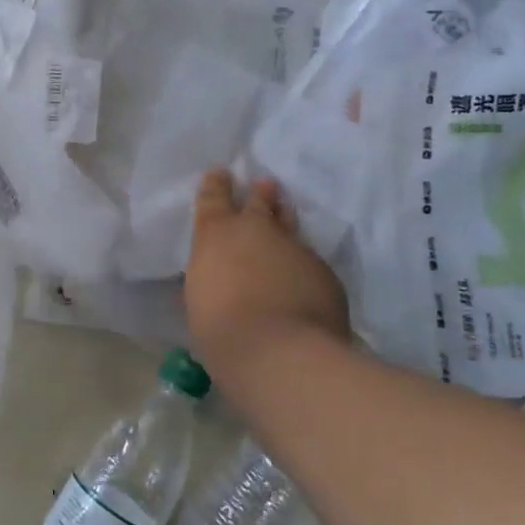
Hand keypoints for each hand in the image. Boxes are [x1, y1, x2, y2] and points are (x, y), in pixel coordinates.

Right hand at [184, 169, 350, 364]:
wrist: (280, 352)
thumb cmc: (221, 328)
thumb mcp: (201, 301)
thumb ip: (209, 282)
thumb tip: (214, 282)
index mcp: (216, 234)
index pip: (213, 198)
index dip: (217, 184)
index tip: (220, 172)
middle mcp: (256, 231)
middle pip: (259, 203)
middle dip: (261, 194)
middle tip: (266, 185)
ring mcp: (294, 248)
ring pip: (290, 226)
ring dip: (285, 220)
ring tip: (286, 212)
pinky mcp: (324, 272)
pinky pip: (310, 261)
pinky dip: (303, 266)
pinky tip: (303, 279)